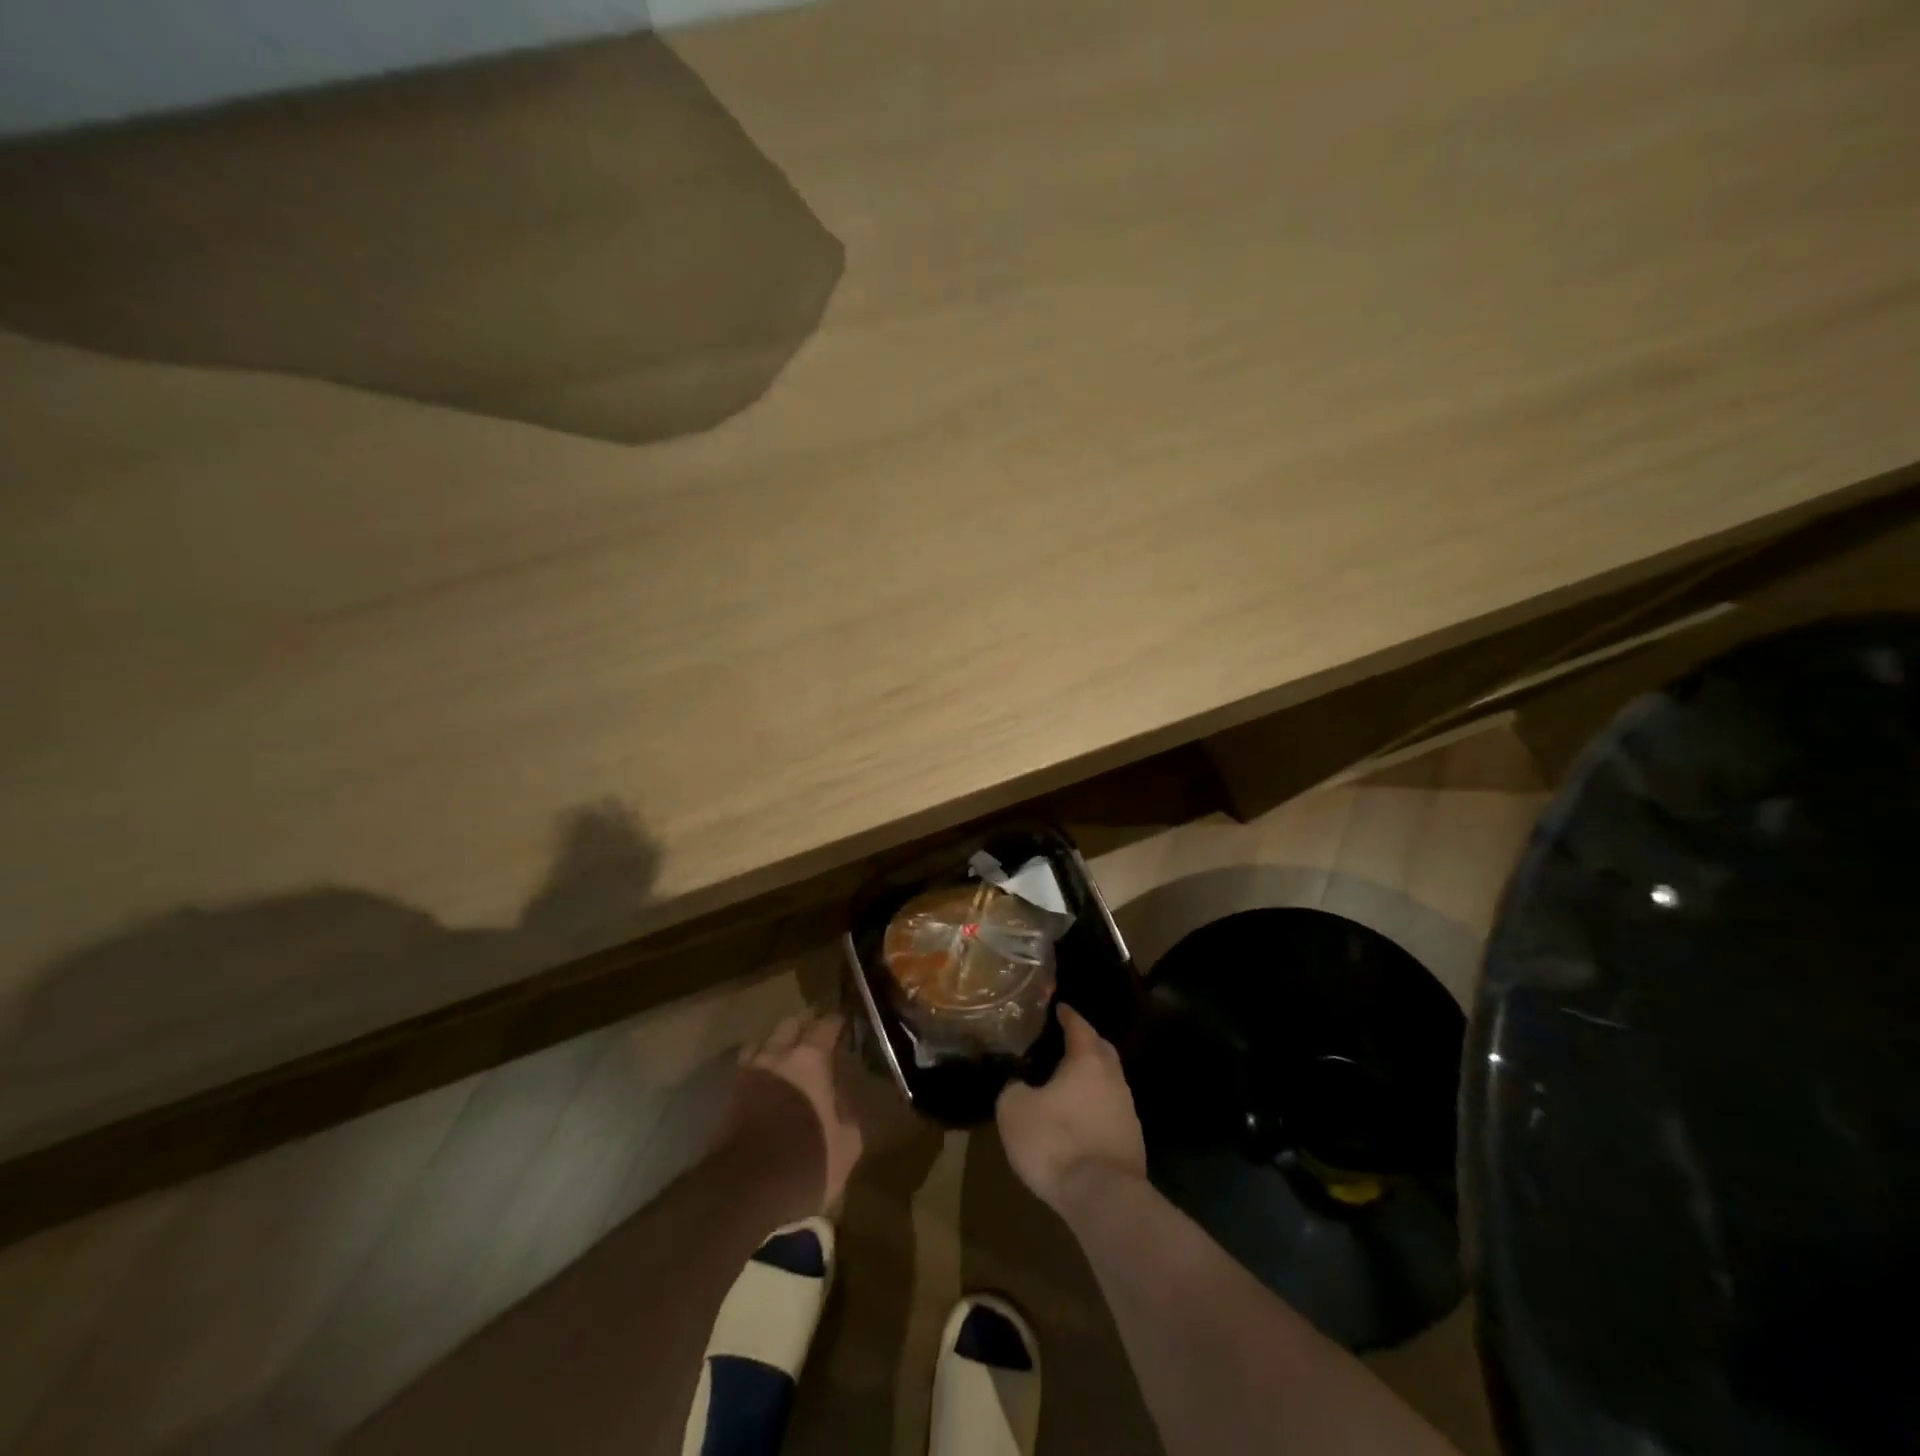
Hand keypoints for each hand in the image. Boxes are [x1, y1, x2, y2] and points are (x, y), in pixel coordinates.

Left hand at [733, 1011, 866, 1213]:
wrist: (745, 1190)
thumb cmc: (806, 1160)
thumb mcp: (846, 1145)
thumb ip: (848, 1117)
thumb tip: (843, 1105)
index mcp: (810, 1060)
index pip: (825, 1027)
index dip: (835, 1023)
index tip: (842, 1022)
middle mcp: (778, 1056)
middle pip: (789, 1024)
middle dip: (803, 1023)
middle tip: (814, 1028)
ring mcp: (749, 1073)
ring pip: (762, 1041)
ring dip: (776, 1041)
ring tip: (785, 1049)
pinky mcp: (728, 1096)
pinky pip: (746, 1066)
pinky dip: (758, 1064)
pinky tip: (765, 1076)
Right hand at [996, 1004, 1146, 1213]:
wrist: (1103, 1197)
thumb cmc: (1055, 1141)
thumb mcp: (1014, 1110)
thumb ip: (1013, 1088)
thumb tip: (1019, 1084)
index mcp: (1087, 1060)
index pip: (1079, 1025)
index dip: (1068, 1015)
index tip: (1060, 1008)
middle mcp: (1113, 1078)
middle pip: (1102, 1050)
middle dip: (1086, 1042)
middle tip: (1065, 1042)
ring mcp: (1128, 1110)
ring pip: (1109, 1082)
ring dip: (1091, 1079)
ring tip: (1068, 1084)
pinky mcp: (1132, 1141)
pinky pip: (1110, 1111)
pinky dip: (1096, 1107)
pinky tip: (1080, 1119)